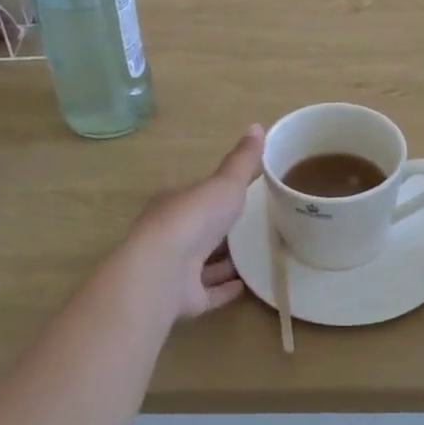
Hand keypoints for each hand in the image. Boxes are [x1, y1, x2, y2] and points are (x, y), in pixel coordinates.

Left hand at [127, 125, 263, 320]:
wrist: (165, 269)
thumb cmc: (194, 218)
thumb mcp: (224, 182)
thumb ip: (241, 161)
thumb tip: (258, 125)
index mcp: (174, 204)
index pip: (194, 197)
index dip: (214, 196)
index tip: (239, 197)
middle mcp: (169, 236)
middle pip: (198, 232)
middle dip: (220, 231)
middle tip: (253, 228)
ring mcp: (174, 270)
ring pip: (201, 264)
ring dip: (224, 262)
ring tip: (255, 257)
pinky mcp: (183, 299)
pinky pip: (207, 293)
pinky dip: (224, 289)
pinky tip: (245, 286)